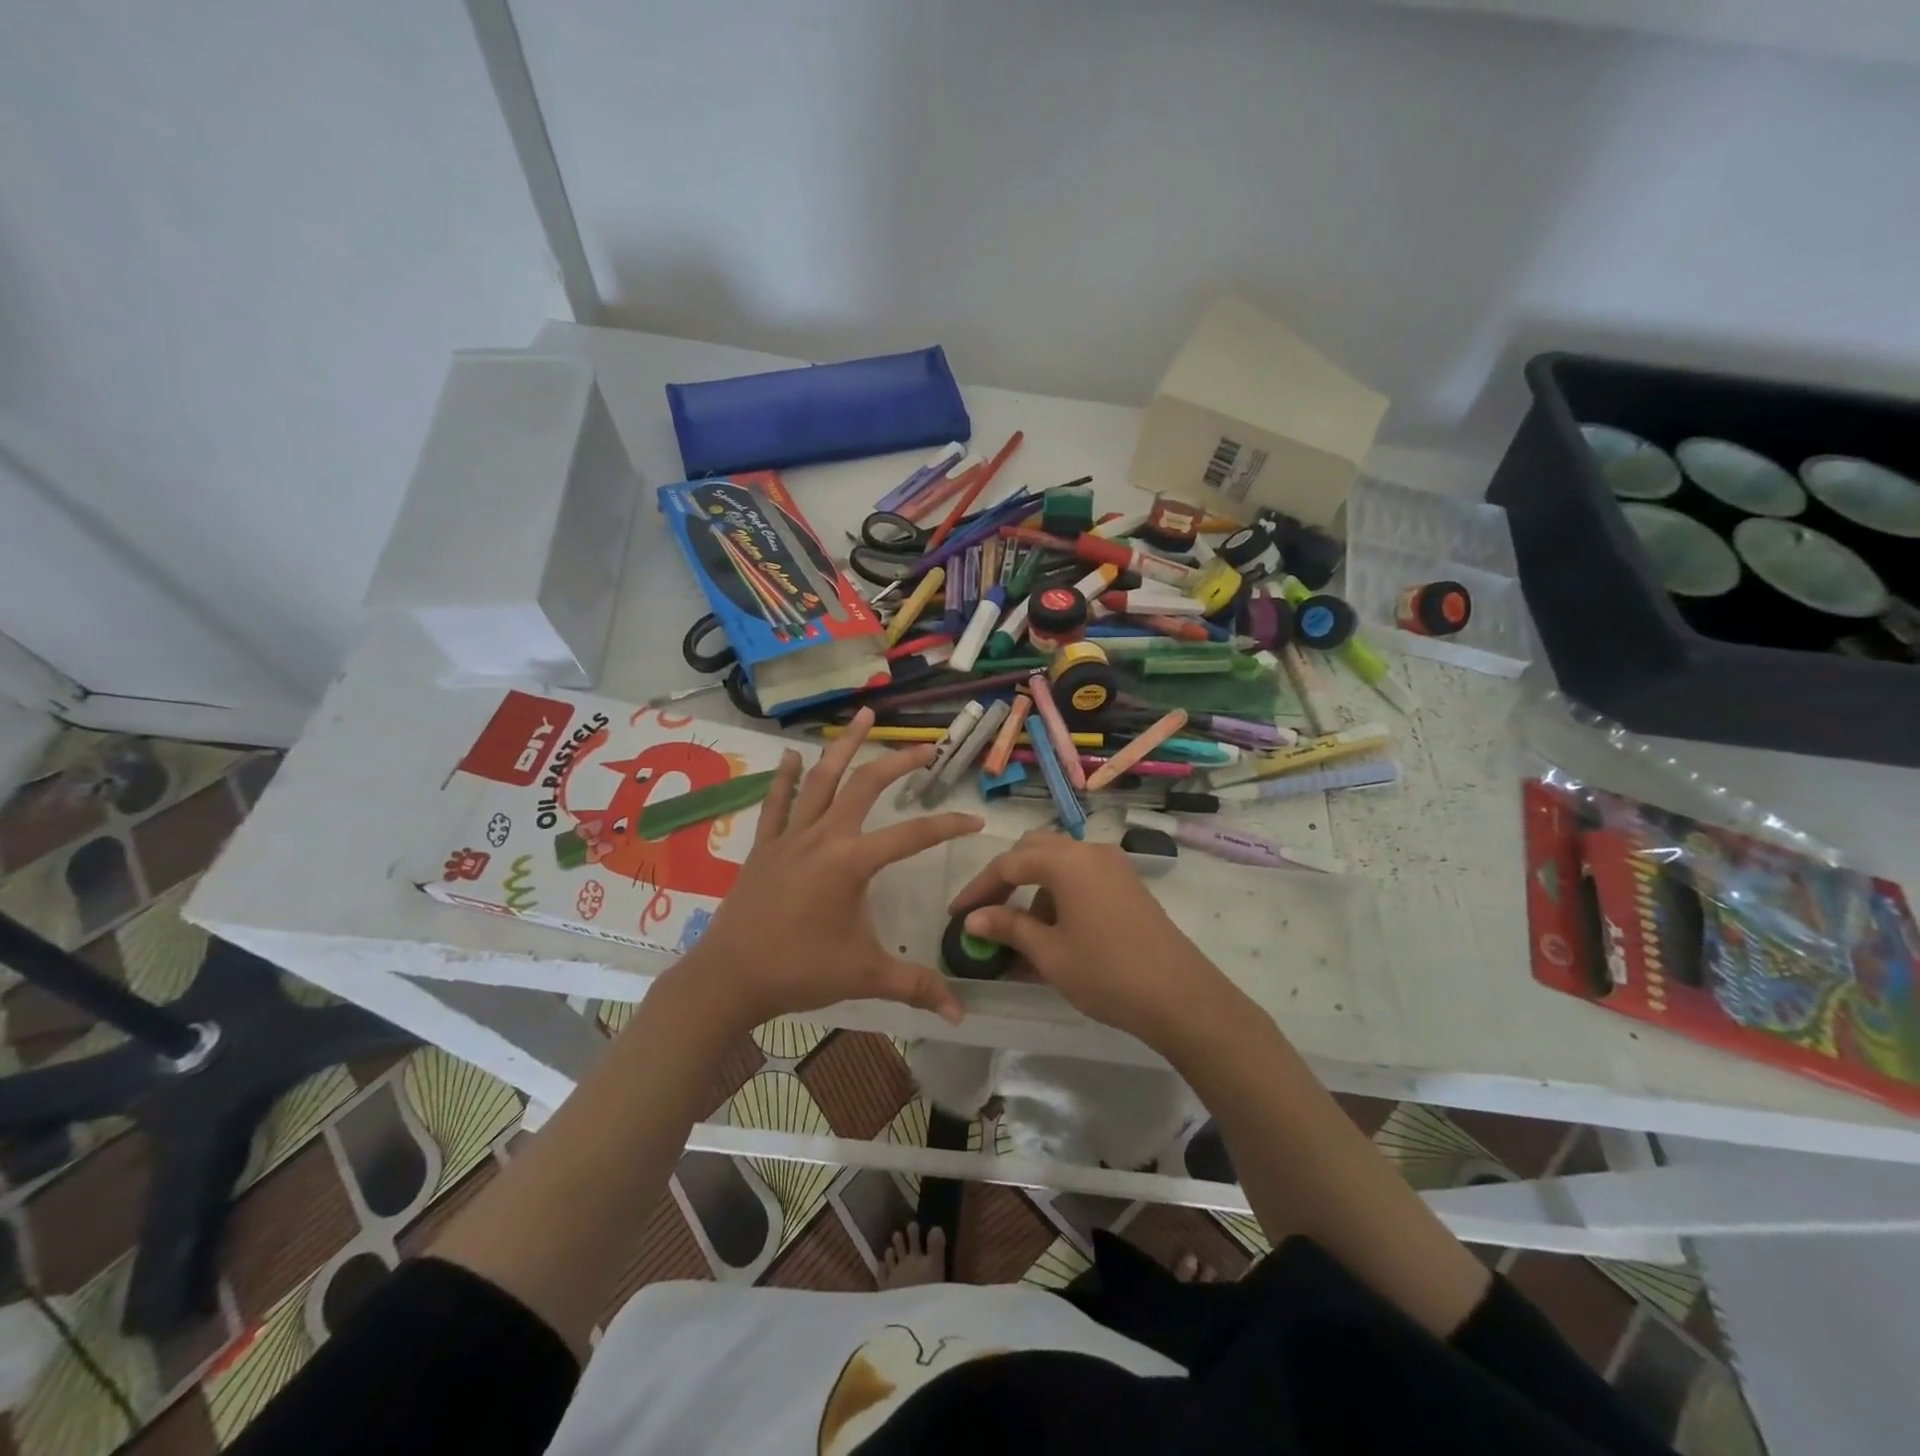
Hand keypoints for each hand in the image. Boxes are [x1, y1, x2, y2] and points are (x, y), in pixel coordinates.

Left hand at [672, 709, 982, 1030]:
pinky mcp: (765, 846)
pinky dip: (785, 777)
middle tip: (926, 747)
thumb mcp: (864, 975)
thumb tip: (961, 1014)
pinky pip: (777, 802)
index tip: (975, 819)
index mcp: (852, 862)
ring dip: (844, 747)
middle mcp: (823, 836)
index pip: (912, 834)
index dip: (948, 825)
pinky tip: (791, 755)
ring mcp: (790, 836)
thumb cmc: (799, 971)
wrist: (728, 978)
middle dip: (899, 762)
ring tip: (863, 717)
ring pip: (822, 779)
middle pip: (866, 785)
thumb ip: (915, 986)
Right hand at [949, 830, 1237, 1047]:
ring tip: (1020, 935)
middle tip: (986, 912)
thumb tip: (973, 918)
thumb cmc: (1106, 972)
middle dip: (1006, 879)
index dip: (978, 889)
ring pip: (1060, 865)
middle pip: (1035, 851)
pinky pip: (1082, 879)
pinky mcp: (1128, 885)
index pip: (1008, 864)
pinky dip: (1060, 897)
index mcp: (1066, 860)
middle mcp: (1089, 852)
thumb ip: (1008, 927)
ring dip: (1034, 890)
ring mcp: (1113, 866)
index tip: (956, 914)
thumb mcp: (1049, 953)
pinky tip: (1053, 935)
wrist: (1180, 996)